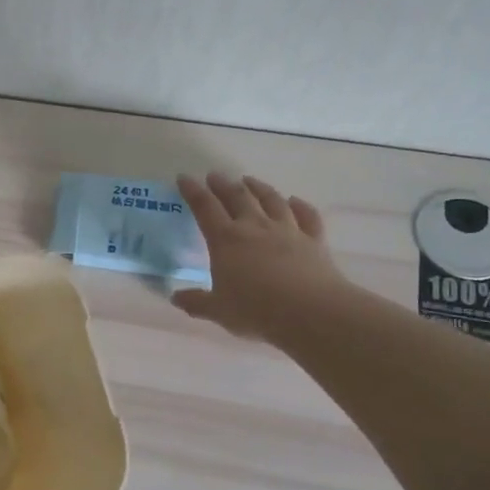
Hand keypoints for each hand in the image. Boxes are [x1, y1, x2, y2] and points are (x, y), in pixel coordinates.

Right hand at [172, 173, 349, 345]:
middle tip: (215, 176)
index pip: (204, 208)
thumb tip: (175, 298)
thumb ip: (196, 302)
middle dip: (223, 185)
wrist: (311, 312)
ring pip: (271, 200)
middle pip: (237, 197)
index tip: (184, 178)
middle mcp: (255, 227)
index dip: (192, 191)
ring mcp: (287, 230)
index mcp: (226, 240)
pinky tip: (294, 201)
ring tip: (249, 180)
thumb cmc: (256, 310)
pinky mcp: (313, 240)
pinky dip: (299, 205)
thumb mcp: (218, 311)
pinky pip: (307, 216)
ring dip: (258, 187)